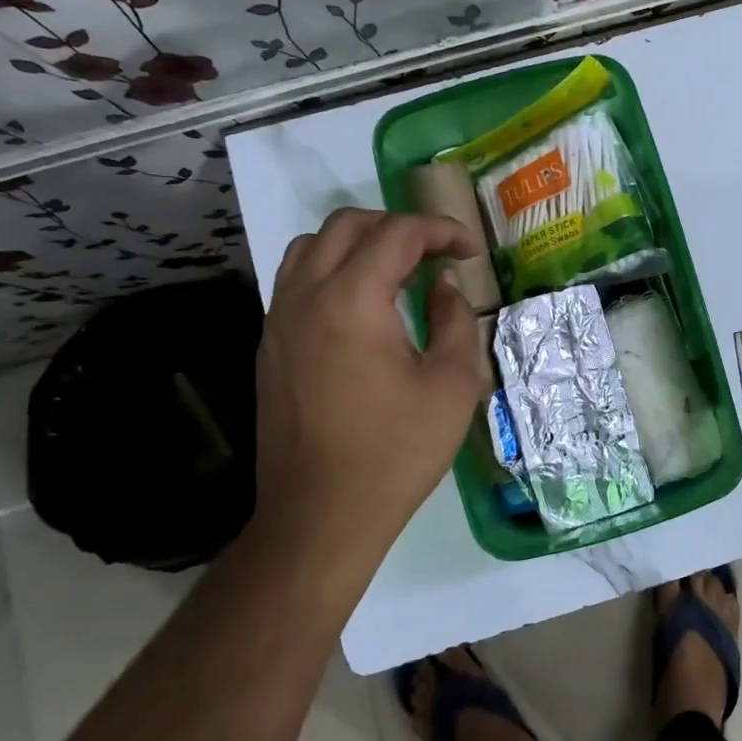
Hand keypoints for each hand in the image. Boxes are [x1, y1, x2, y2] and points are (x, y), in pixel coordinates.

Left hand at [252, 208, 486, 584]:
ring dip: (359, 243)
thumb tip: (443, 286)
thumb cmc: (396, 451)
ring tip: (397, 272)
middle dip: (399, 227)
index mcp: (352, 300)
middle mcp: (305, 296)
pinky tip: (363, 308)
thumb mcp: (452, 385)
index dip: (442, 231)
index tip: (471, 252)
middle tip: (436, 254)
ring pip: (312, 247)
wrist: (321, 515)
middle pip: (348, 225)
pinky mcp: (269, 346)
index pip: (397, 234)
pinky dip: (333, 271)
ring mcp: (279, 320)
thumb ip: (455, 320)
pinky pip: (297, 281)